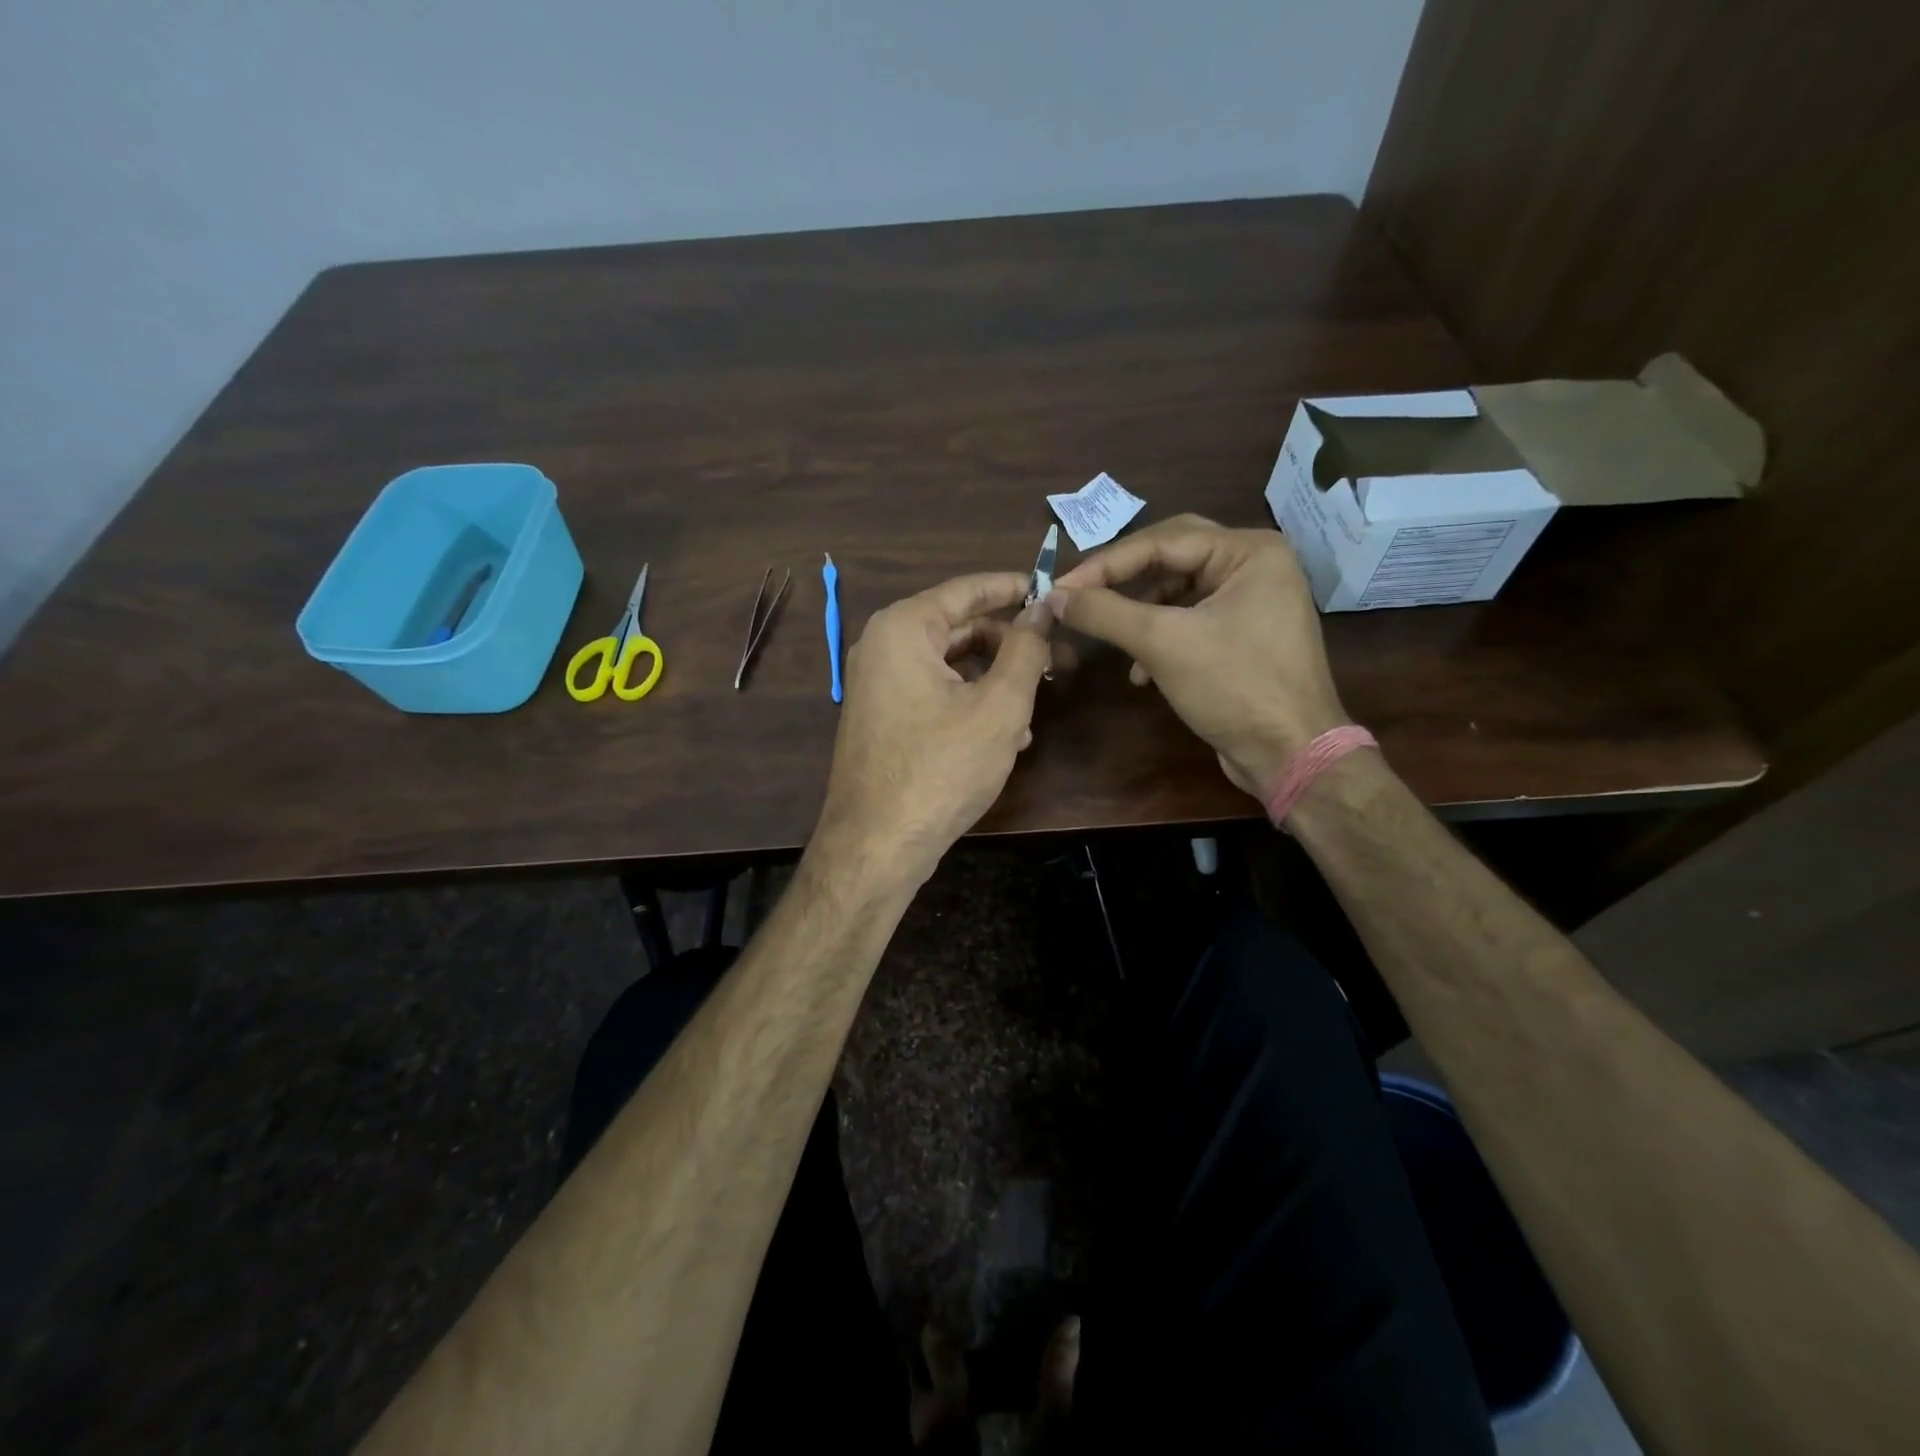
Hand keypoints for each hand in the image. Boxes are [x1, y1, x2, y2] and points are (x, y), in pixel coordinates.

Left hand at [815, 572, 1054, 883]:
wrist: (877, 845)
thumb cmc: (941, 768)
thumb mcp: (998, 706)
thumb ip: (1025, 650)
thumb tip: (1042, 610)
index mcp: (903, 628)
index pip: (968, 589)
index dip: (1016, 588)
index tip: (1054, 591)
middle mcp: (883, 647)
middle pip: (960, 628)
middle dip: (1012, 645)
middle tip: (1059, 662)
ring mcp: (879, 686)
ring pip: (951, 667)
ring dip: (997, 682)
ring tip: (1036, 710)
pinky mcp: (884, 720)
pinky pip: (935, 695)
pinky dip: (972, 706)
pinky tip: (1007, 737)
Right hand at [1050, 515, 1345, 796]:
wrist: (1291, 755)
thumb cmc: (1235, 687)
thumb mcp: (1163, 644)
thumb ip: (1105, 612)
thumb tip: (1055, 595)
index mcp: (1249, 551)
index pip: (1162, 540)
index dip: (1105, 564)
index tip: (1060, 588)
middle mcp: (1255, 566)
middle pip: (1171, 557)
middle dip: (1123, 579)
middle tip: (1081, 594)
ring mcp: (1253, 601)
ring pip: (1178, 592)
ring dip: (1139, 614)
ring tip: (1110, 638)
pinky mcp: (1244, 635)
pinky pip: (1190, 621)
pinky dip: (1159, 639)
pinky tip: (1140, 672)